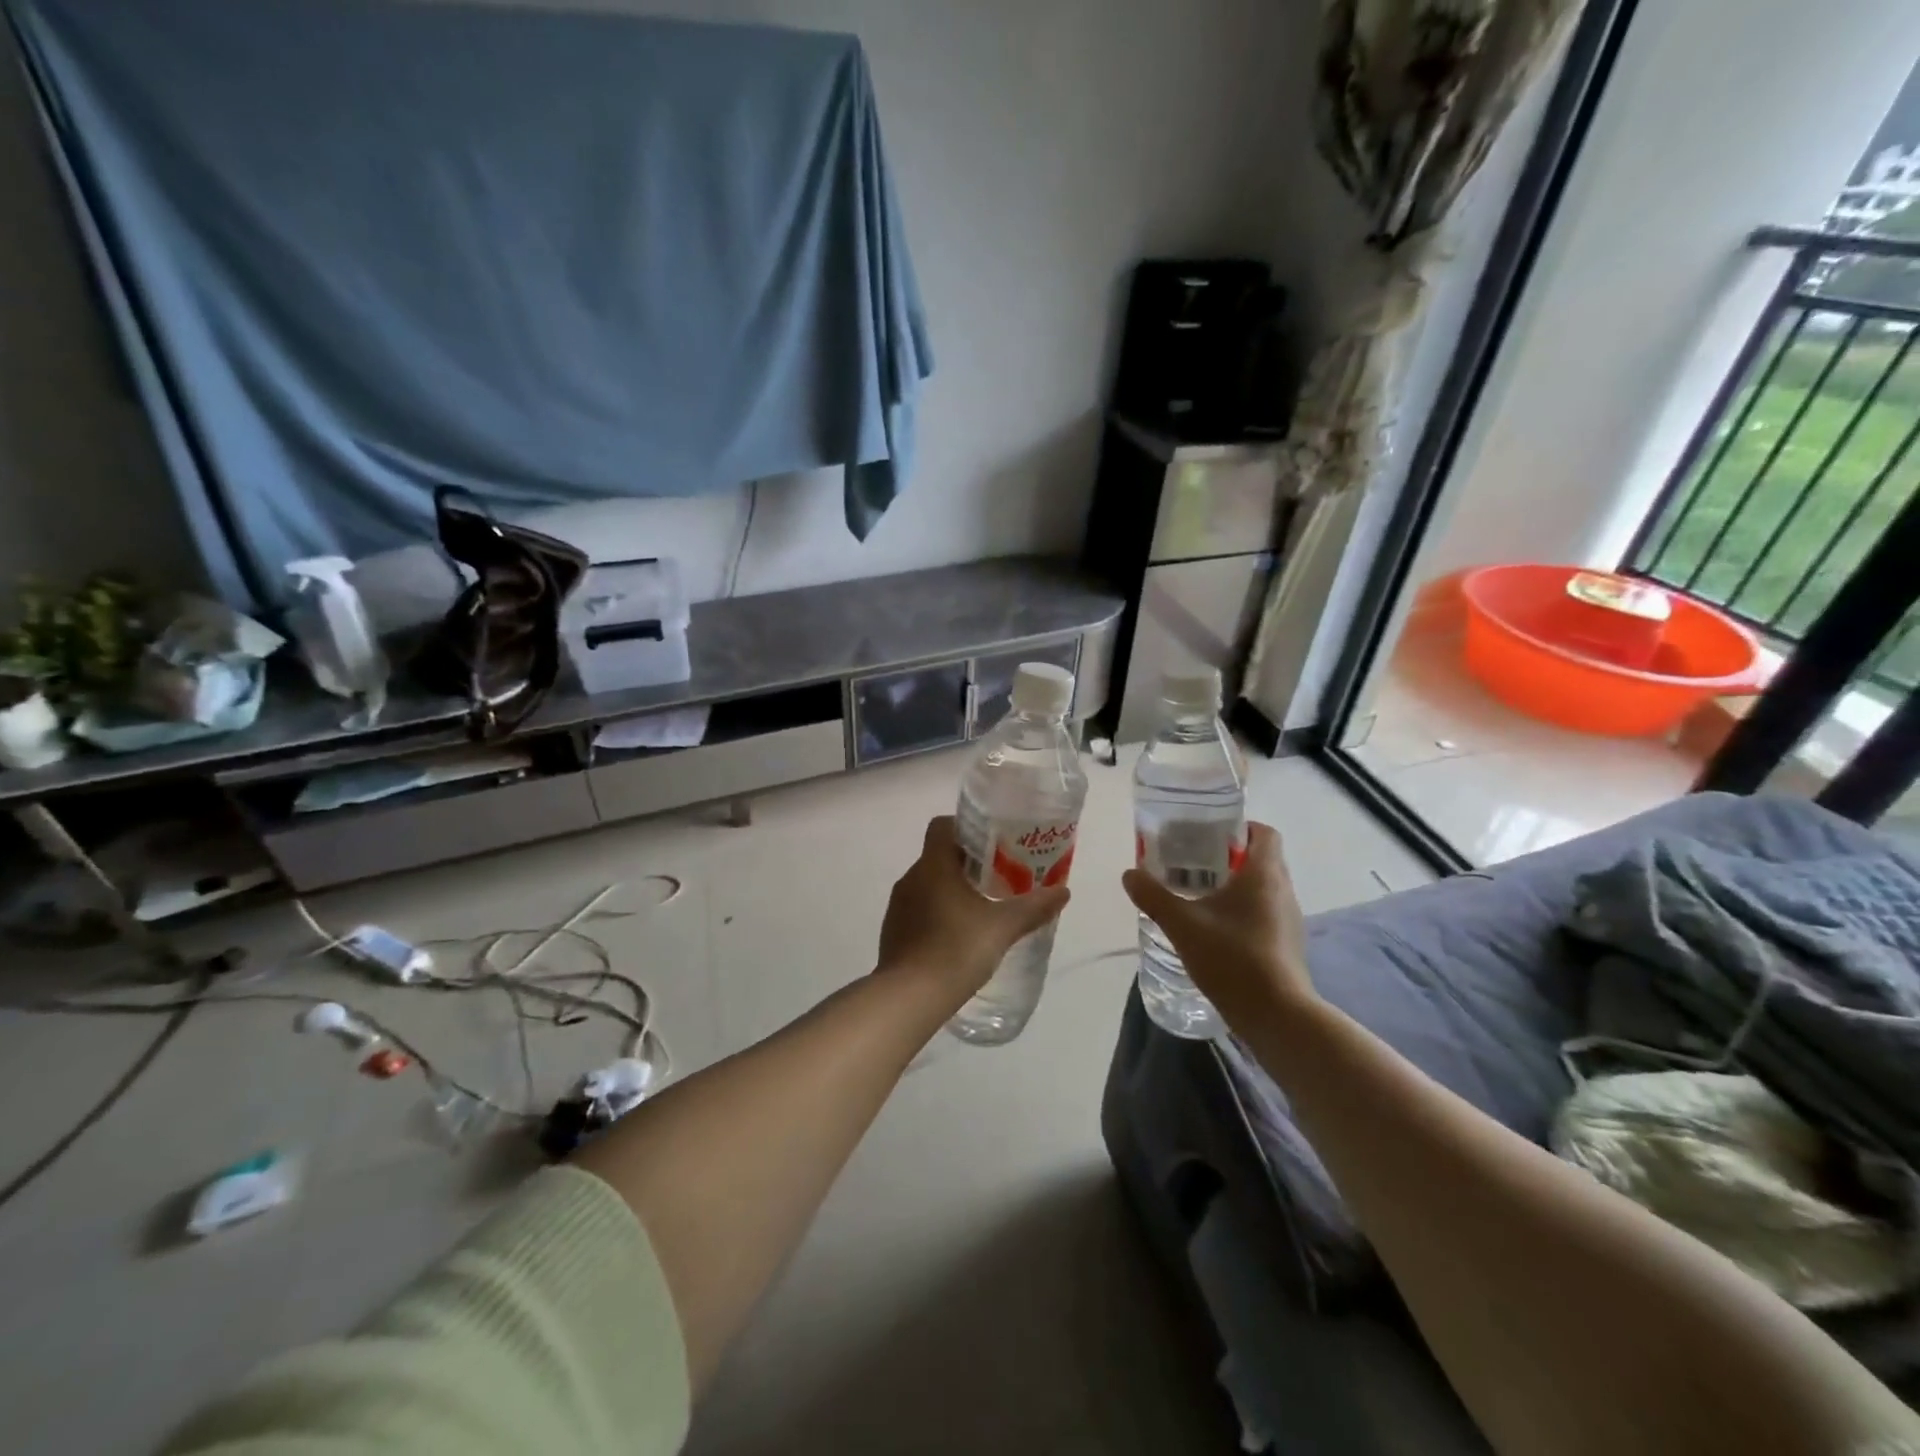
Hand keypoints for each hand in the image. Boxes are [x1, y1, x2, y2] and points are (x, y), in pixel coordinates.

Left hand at [878, 817, 1070, 1004]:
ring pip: (928, 885)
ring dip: (951, 890)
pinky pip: (918, 910)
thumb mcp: (1003, 927)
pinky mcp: (893, 932)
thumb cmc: (957, 949)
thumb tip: (1063, 892)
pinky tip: (958, 936)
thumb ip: (1033, 907)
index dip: (966, 829)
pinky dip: (937, 914)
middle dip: (967, 864)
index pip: (942, 827)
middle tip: (998, 878)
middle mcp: (911, 878)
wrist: (909, 997)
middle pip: (939, 856)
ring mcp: (898, 907)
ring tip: (982, 908)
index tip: (992, 844)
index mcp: (933, 866)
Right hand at [1121, 823, 1313, 1029]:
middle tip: (1192, 863)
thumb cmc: (1233, 958)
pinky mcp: (1286, 945)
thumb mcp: (1182, 924)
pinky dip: (1242, 912)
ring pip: (1262, 888)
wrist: (1276, 1016)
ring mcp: (1288, 920)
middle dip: (1228, 857)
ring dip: (1235, 886)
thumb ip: (1153, 896)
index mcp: (1264, 874)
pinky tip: (1214, 929)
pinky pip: (1264, 914)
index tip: (1208, 835)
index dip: (1239, 828)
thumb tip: (1129, 874)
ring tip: (1198, 895)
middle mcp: (1283, 891)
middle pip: (1260, 859)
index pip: (1264, 833)